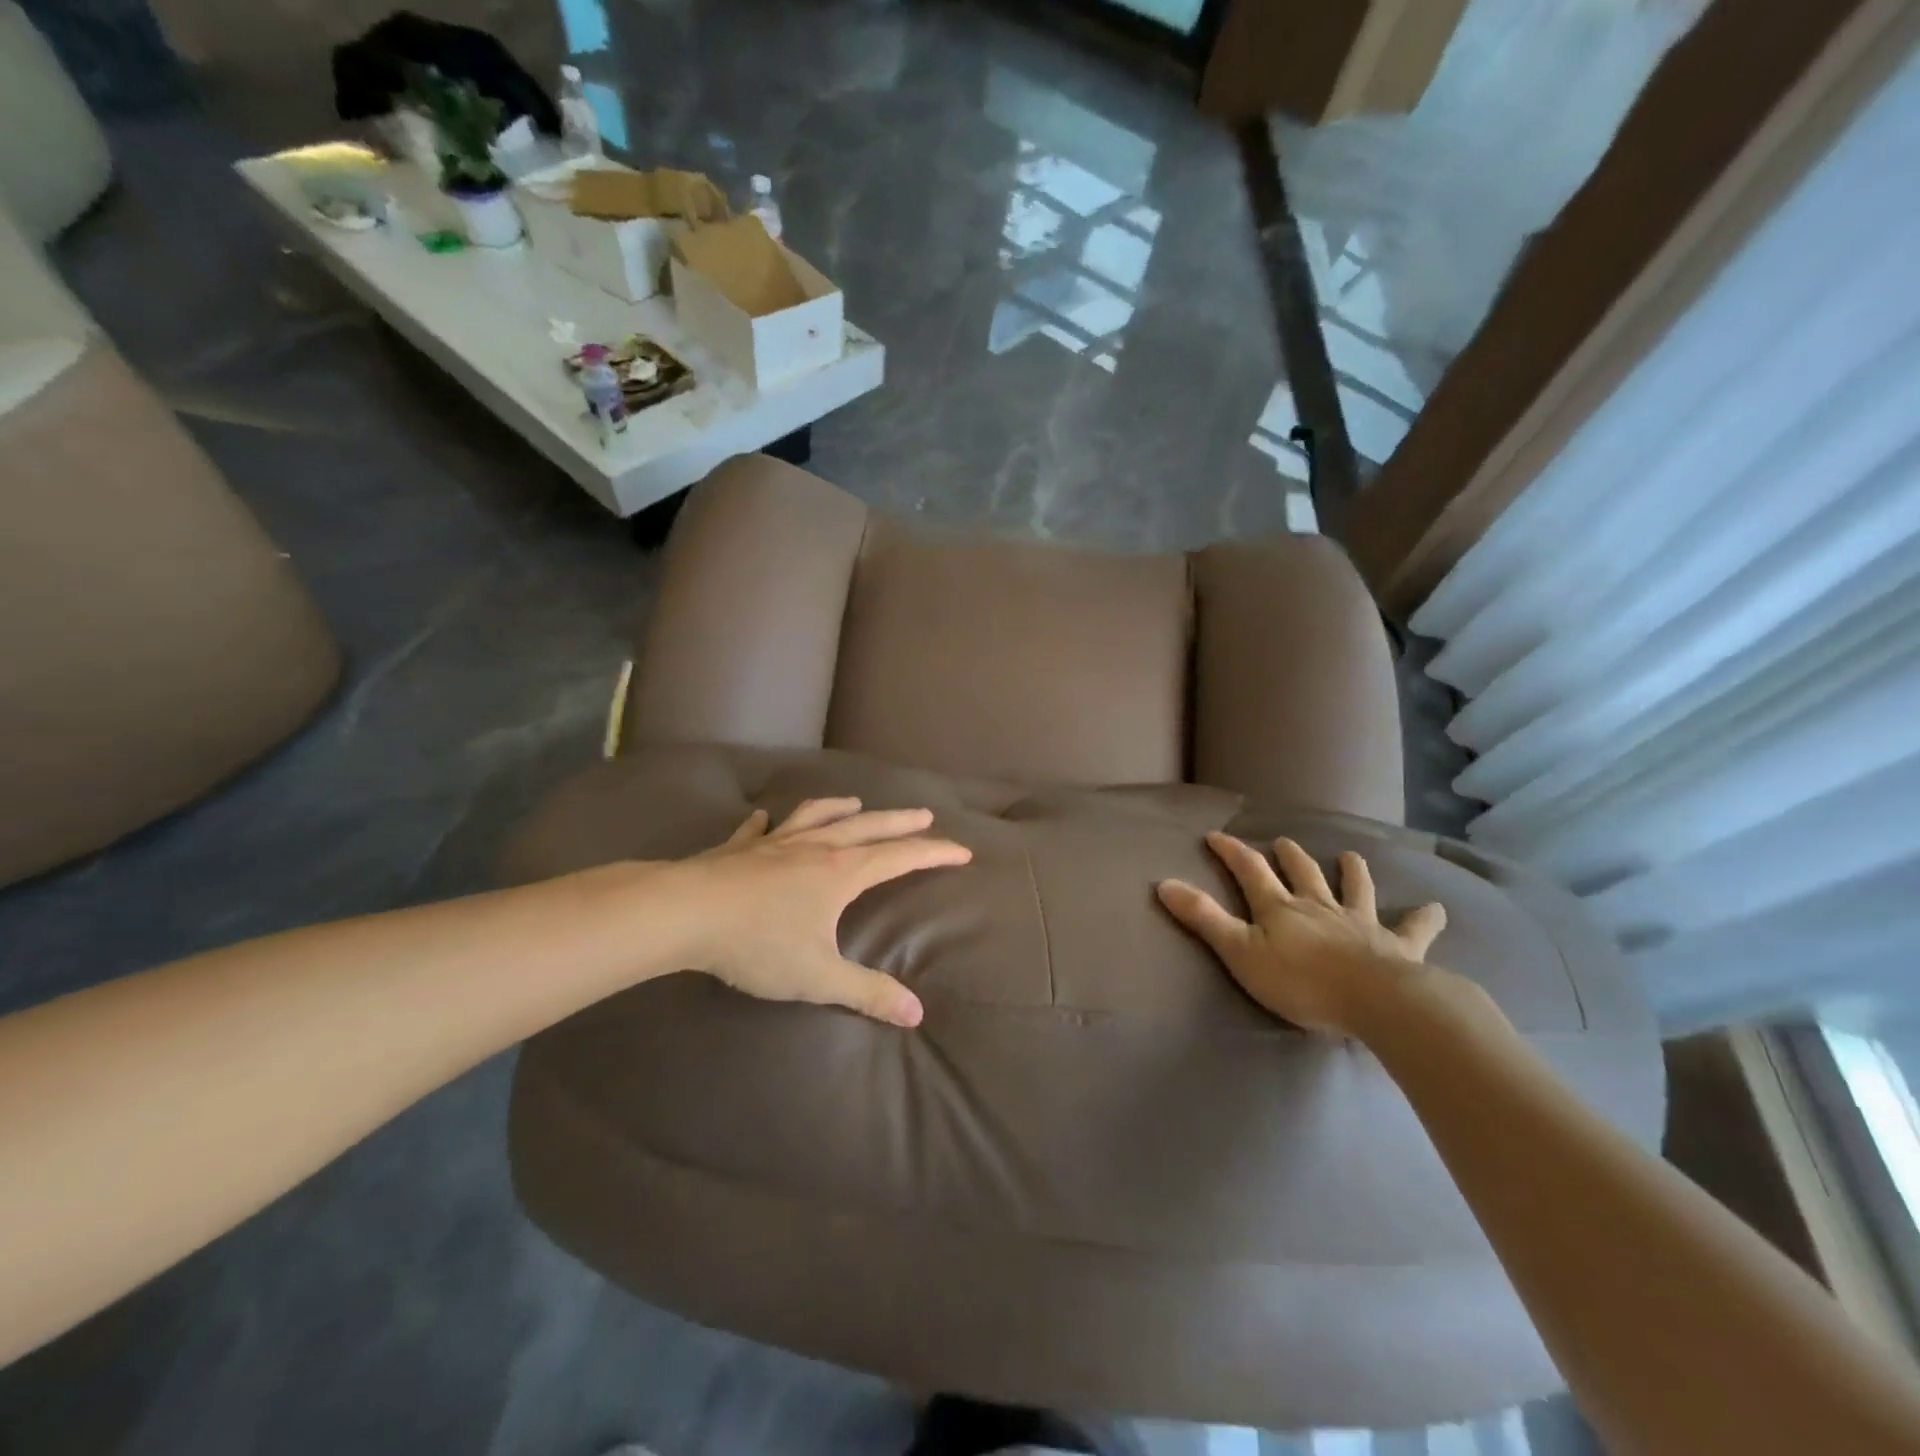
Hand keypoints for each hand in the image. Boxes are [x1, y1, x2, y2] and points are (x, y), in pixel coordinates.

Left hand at [668, 798, 970, 1027]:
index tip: (962, 849)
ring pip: (817, 816)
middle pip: (868, 826)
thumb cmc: (758, 943)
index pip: (900, 857)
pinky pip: (759, 829)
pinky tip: (764, 819)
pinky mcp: (740, 847)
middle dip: (900, 821)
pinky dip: (768, 823)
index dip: (934, 853)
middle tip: (925, 814)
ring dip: (841, 808)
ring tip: (855, 802)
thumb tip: (916, 1014)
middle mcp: (815, 848)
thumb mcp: (818, 977)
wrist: (686, 913)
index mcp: (841, 872)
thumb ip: (867, 993)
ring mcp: (775, 842)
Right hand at [1156, 834, 1447, 1034]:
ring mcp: (1361, 924)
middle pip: (1302, 873)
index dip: (1231, 851)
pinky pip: (1414, 929)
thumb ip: (1204, 919)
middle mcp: (1319, 906)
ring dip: (1351, 872)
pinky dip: (1424, 918)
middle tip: (1283, 841)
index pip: (1250, 870)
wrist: (1377, 1001)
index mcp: (1280, 908)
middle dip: (1289, 857)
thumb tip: (1163, 883)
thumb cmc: (1302, 982)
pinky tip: (1436, 909)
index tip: (1216, 835)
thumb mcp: (1240, 952)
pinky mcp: (1398, 947)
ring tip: (1350, 856)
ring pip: (1355, 890)